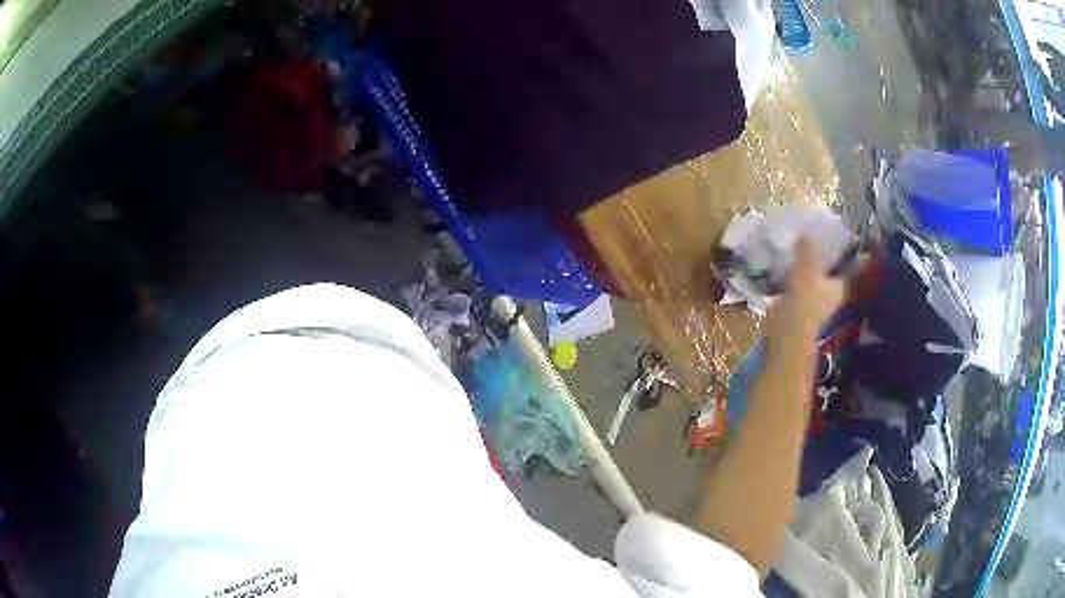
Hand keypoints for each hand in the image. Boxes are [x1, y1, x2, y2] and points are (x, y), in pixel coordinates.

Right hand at [768, 238, 844, 340]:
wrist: (788, 334)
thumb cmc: (804, 299)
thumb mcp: (806, 266)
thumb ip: (807, 248)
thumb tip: (805, 232)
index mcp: (839, 288)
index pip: (840, 269)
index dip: (834, 257)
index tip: (823, 244)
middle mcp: (831, 300)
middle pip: (824, 278)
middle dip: (816, 267)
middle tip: (803, 249)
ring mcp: (815, 310)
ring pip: (810, 288)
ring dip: (802, 277)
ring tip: (789, 261)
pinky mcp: (799, 317)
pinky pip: (797, 296)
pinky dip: (791, 288)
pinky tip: (780, 279)